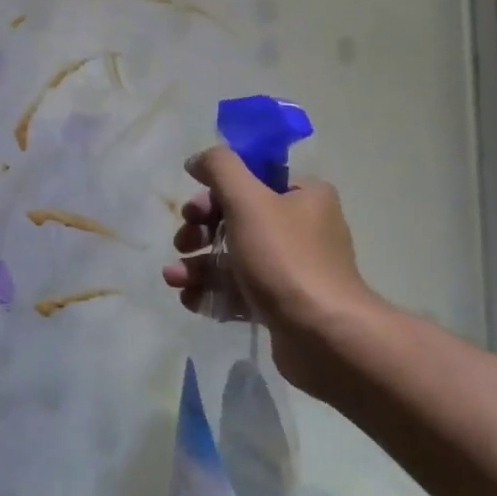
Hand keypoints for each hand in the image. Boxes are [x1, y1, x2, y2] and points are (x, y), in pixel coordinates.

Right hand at [163, 149, 375, 391]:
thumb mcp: (247, 200)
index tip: (191, 212)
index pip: (251, 181)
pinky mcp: (282, 304)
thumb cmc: (284, 258)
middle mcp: (302, 228)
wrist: (322, 335)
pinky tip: (189, 300)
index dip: (214, 194)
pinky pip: (240, 290)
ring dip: (198, 265)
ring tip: (174, 279)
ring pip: (233, 258)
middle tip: (182, 243)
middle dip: (199, 233)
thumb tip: (198, 159)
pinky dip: (212, 292)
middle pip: (236, 220)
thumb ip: (220, 168)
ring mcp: (292, 269)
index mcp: (303, 196)